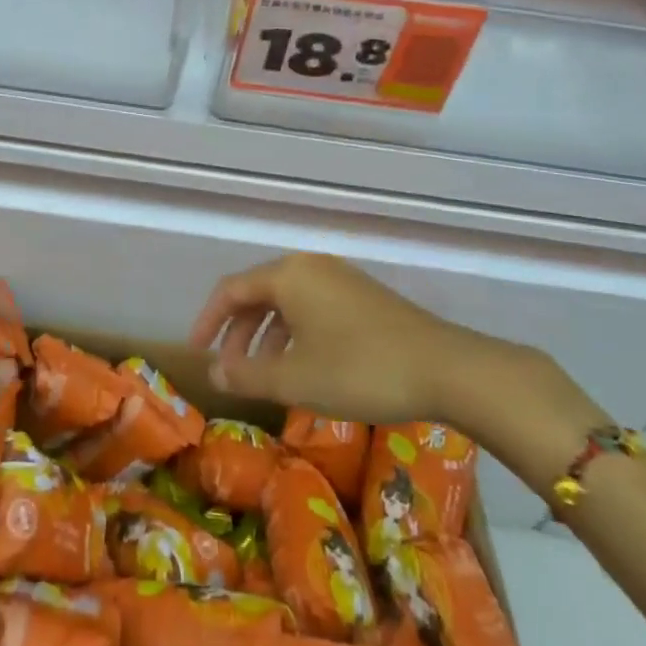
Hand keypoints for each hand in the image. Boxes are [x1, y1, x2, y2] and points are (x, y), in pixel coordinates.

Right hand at [189, 253, 603, 492]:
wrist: (447, 368)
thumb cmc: (360, 370)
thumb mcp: (297, 379)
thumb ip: (248, 374)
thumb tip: (214, 372)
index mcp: (288, 275)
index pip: (231, 289)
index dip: (208, 320)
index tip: (198, 352)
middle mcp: (310, 266)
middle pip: (259, 292)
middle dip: (239, 330)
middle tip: (230, 368)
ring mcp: (341, 278)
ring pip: (288, 300)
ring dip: (268, 334)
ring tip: (265, 373)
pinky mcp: (364, 296)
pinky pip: (314, 306)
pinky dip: (297, 332)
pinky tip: (306, 366)